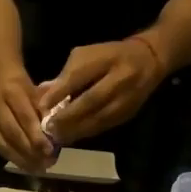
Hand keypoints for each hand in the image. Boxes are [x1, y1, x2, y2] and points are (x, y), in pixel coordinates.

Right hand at [0, 70, 55, 172]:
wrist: (2, 82)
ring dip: (22, 159)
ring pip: (3, 144)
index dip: (36, 136)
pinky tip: (27, 165)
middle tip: (45, 164)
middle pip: (13, 133)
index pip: (25, 117)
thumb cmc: (27, 90)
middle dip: (30, 151)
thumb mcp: (40, 94)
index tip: (49, 151)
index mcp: (12, 92)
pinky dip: (14, 158)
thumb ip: (46, 112)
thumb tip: (54, 135)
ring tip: (38, 168)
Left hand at [34, 37, 165, 144]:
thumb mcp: (86, 55)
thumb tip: (44, 95)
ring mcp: (127, 98)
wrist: (148, 61)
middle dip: (68, 116)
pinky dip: (86, 132)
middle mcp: (120, 78)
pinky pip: (105, 126)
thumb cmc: (109, 55)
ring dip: (76, 129)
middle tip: (48, 126)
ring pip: (99, 118)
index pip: (80, 75)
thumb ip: (66, 74)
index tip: (42, 105)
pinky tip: (72, 136)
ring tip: (57, 136)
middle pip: (91, 100)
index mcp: (107, 58)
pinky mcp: (128, 113)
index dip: (60, 91)